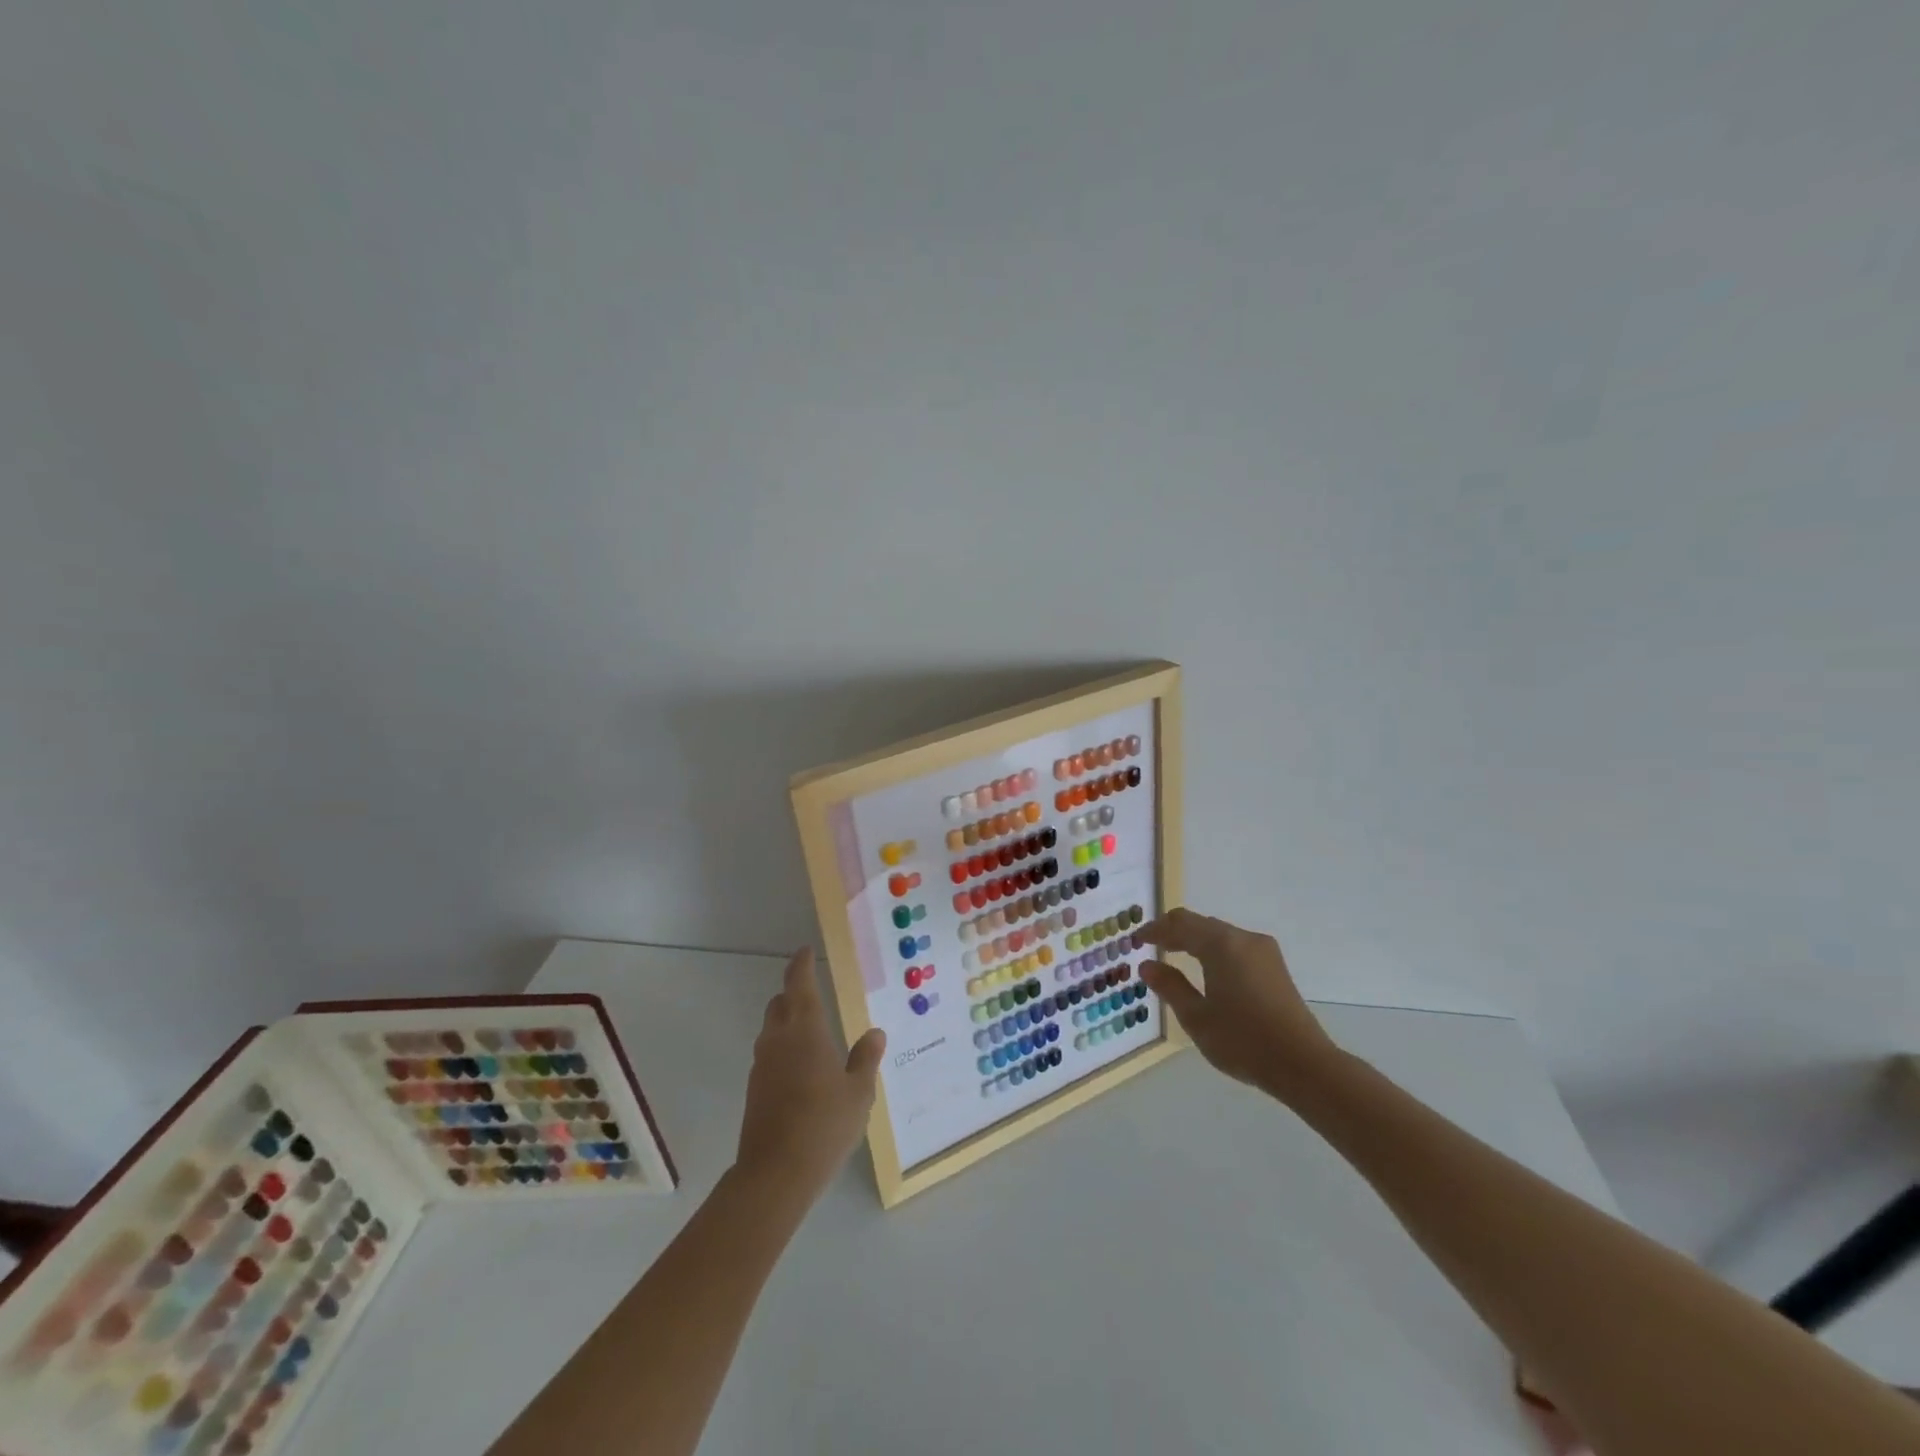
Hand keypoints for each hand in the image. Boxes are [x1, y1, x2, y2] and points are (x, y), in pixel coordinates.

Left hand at [736, 947, 886, 1201]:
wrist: (775, 1174)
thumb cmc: (824, 1124)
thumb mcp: (858, 1092)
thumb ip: (865, 1058)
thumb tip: (874, 1033)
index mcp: (805, 1030)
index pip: (799, 984)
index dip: (801, 965)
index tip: (805, 950)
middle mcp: (778, 1039)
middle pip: (780, 1004)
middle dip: (793, 992)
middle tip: (813, 991)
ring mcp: (762, 1065)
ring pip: (771, 1029)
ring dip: (787, 1022)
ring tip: (811, 1031)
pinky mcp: (755, 1090)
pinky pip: (769, 1055)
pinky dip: (783, 1049)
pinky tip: (802, 1068)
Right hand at [1140, 909, 1338, 1102]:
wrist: (1304, 1065)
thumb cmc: (1243, 1041)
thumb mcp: (1197, 1017)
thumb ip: (1170, 986)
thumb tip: (1148, 965)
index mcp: (1221, 945)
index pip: (1179, 924)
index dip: (1155, 930)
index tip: (1135, 941)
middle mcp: (1243, 939)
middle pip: (1200, 924)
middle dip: (1174, 932)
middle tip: (1151, 946)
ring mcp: (1263, 951)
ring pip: (1219, 934)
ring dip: (1194, 940)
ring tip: (1174, 956)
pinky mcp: (1275, 967)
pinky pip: (1235, 946)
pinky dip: (1213, 950)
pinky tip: (1206, 970)